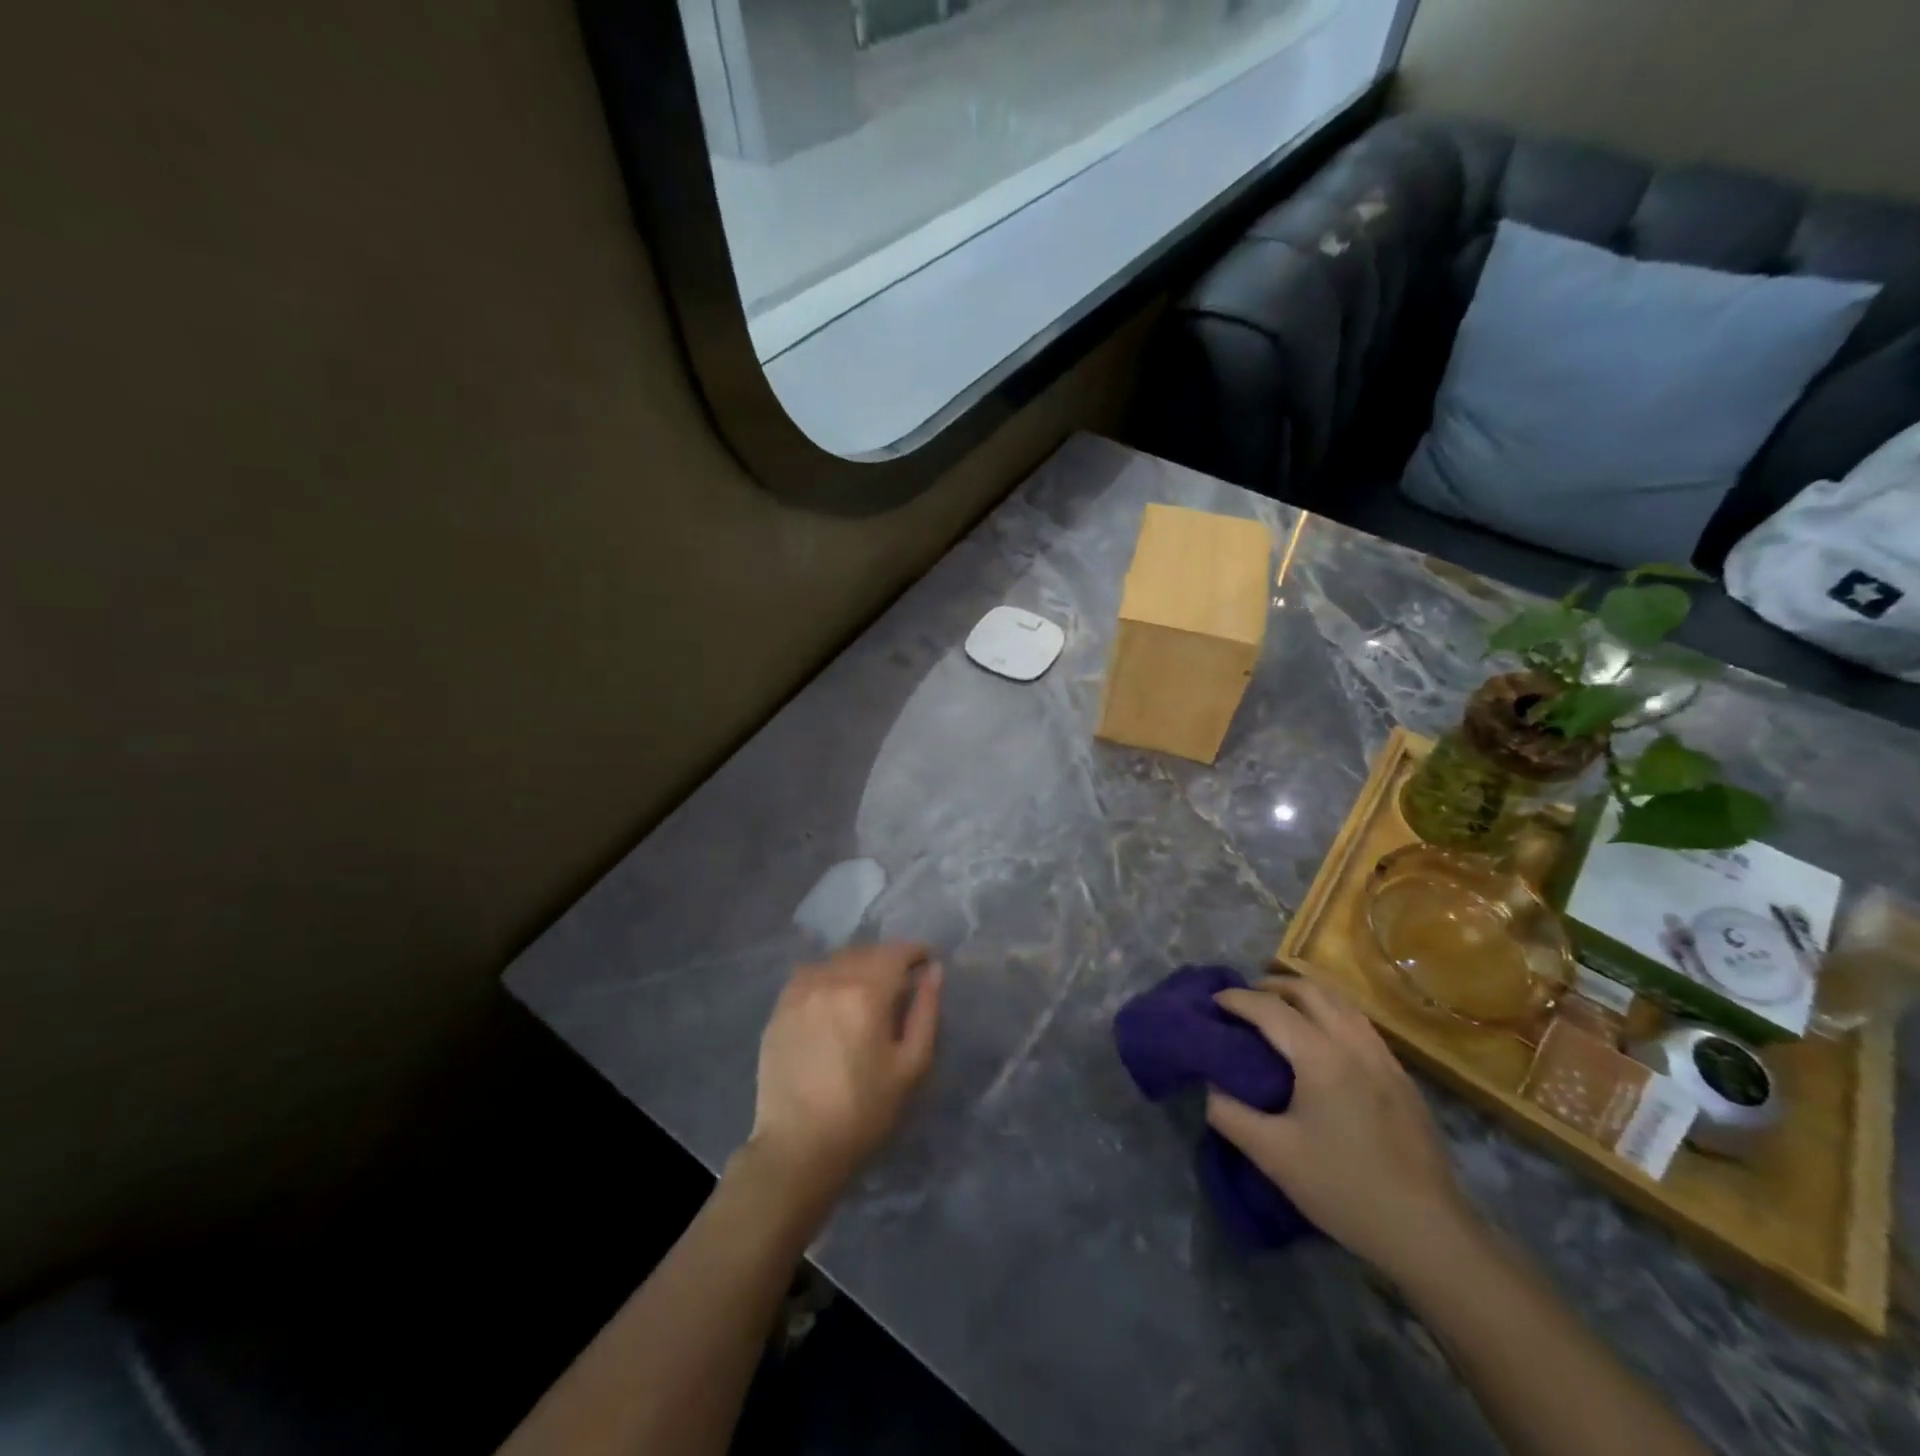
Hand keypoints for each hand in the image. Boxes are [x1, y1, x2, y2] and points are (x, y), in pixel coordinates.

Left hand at [744, 942, 942, 1211]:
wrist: (798, 1148)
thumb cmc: (864, 1112)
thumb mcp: (911, 1066)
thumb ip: (926, 1011)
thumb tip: (934, 971)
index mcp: (866, 992)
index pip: (896, 953)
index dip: (916, 952)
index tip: (927, 961)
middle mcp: (830, 980)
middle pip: (866, 952)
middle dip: (888, 958)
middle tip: (902, 979)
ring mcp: (799, 991)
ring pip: (836, 960)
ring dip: (858, 964)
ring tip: (869, 987)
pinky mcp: (779, 1008)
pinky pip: (810, 974)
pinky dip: (829, 975)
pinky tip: (835, 997)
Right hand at [1206, 970, 1474, 1282]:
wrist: (1428, 1232)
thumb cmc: (1344, 1189)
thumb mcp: (1272, 1156)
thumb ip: (1230, 1114)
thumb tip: (1210, 1087)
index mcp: (1320, 1056)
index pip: (1270, 1009)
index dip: (1237, 999)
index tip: (1213, 1000)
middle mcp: (1354, 1044)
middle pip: (1310, 990)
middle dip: (1272, 986)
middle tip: (1245, 998)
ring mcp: (1384, 1058)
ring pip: (1341, 1002)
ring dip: (1305, 995)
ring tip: (1281, 1008)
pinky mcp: (1402, 1078)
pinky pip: (1360, 1024)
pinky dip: (1331, 1013)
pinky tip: (1322, 1039)